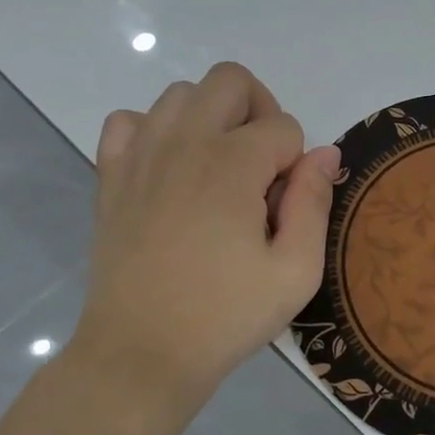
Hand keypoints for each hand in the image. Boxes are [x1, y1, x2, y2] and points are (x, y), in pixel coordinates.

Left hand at [68, 62, 339, 419]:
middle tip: (263, 169)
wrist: (141, 354)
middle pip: (231, 81)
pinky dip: (154, 131)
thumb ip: (314, 202)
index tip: (283, 210)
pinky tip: (170, 170)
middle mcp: (184, 143)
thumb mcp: (296, 271)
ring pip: (181, 93)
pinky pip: (129, 121)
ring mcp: (140, 155)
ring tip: (220, 169)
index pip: (284, 126)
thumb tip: (324, 152)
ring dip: (212, 117)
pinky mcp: (111, 176)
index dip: (296, 163)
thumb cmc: (226, 315)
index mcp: (232, 164)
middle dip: (260, 112)